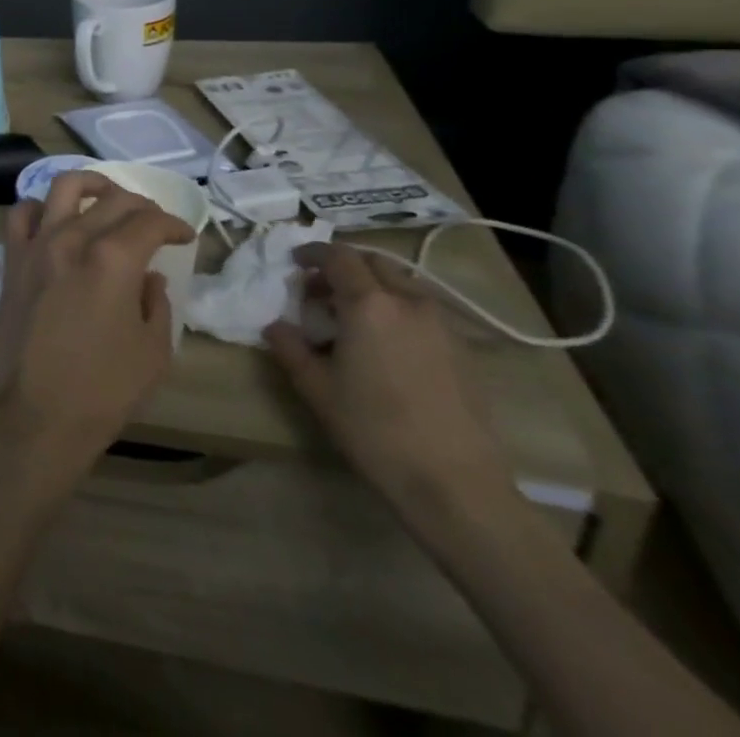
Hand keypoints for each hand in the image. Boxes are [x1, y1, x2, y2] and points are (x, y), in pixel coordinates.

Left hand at [0, 172, 193, 490]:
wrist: (33, 415)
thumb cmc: (102, 391)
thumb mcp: (153, 352)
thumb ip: (156, 303)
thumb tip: (149, 276)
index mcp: (112, 259)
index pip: (149, 221)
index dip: (173, 223)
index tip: (184, 235)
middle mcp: (71, 238)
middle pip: (111, 199)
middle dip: (141, 204)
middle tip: (155, 222)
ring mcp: (36, 245)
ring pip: (62, 188)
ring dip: (91, 185)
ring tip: (107, 199)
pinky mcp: (12, 260)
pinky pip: (21, 213)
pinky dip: (41, 206)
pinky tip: (55, 220)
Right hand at [263, 243, 517, 524]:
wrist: (456, 485)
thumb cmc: (375, 430)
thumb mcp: (317, 389)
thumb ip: (290, 348)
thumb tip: (275, 325)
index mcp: (368, 303)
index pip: (338, 257)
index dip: (313, 253)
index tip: (295, 263)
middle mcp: (408, 302)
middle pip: (374, 263)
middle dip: (344, 267)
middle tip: (320, 290)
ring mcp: (442, 325)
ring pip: (402, 284)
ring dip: (373, 287)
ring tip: (353, 317)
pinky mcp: (464, 351)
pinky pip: (423, 310)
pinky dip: (398, 309)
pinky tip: (387, 344)